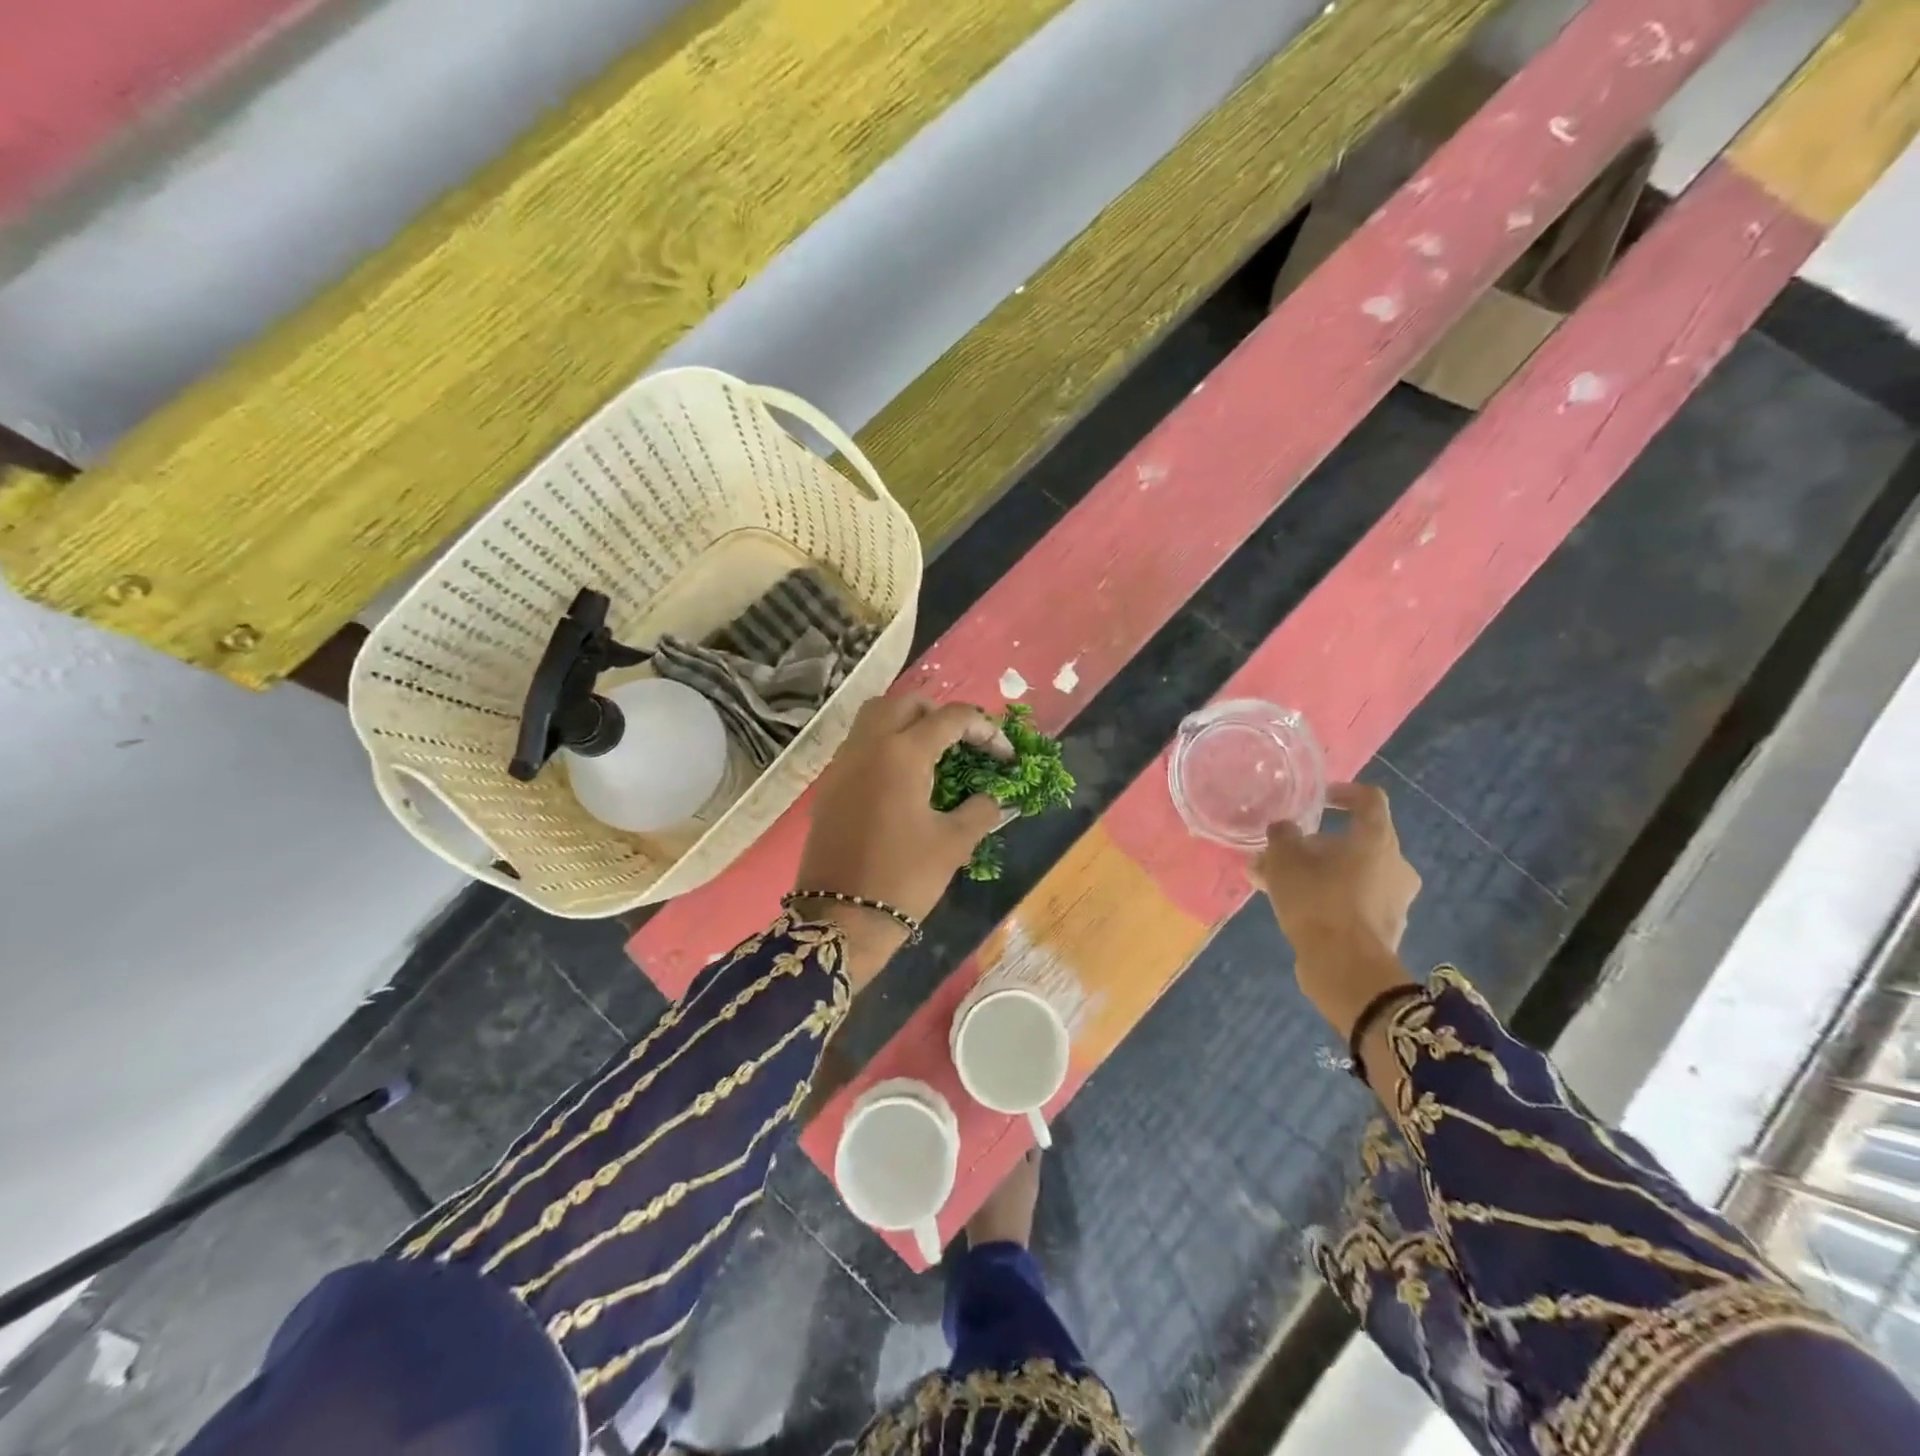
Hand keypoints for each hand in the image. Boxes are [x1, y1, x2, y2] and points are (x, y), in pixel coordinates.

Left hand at [794, 696, 1010, 985]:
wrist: (840, 919)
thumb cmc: (903, 878)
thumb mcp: (953, 844)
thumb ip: (980, 811)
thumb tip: (994, 798)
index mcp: (902, 753)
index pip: (951, 718)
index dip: (985, 730)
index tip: (1004, 757)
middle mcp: (868, 746)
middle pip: (906, 703)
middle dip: (940, 714)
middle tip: (963, 743)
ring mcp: (842, 763)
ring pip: (875, 717)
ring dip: (907, 723)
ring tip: (933, 754)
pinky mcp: (829, 785)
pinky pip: (859, 745)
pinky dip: (884, 745)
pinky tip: (902, 779)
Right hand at [1250, 782, 1421, 1036]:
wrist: (1346, 969)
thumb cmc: (1318, 900)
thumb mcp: (1284, 860)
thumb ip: (1282, 837)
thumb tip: (1284, 829)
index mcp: (1377, 839)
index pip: (1369, 799)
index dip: (1343, 793)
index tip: (1317, 800)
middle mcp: (1395, 865)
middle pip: (1355, 841)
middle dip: (1314, 845)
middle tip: (1280, 853)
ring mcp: (1394, 900)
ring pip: (1349, 874)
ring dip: (1315, 873)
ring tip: (1273, 883)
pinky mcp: (1384, 929)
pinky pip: (1351, 901)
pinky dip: (1325, 898)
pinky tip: (1291, 908)